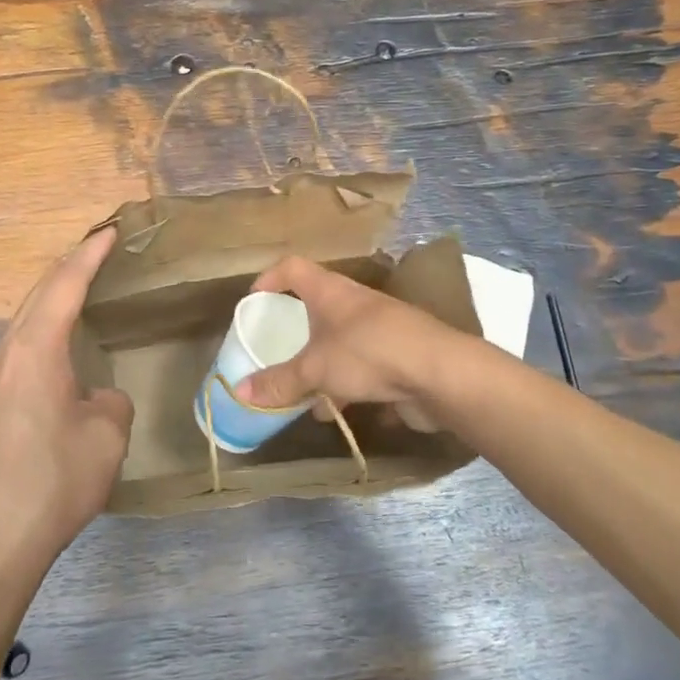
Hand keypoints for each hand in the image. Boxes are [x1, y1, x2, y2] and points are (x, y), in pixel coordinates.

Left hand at [0, 227, 132, 586]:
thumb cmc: (54, 482)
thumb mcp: (107, 436)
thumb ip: (110, 401)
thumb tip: (95, 397)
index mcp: (34, 350)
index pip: (65, 285)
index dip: (89, 255)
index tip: (110, 231)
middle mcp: (4, 355)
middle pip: (37, 295)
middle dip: (68, 268)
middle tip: (97, 250)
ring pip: (23, 322)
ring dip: (51, 300)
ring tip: (80, 291)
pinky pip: (16, 350)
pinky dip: (41, 331)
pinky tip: (55, 350)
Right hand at [233, 256, 466, 416]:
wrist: (440, 374)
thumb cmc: (369, 353)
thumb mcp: (316, 369)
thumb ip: (279, 382)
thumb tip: (239, 392)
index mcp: (331, 291)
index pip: (293, 268)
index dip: (270, 278)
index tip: (253, 300)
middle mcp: (354, 304)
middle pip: (317, 305)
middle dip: (295, 327)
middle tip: (274, 346)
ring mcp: (378, 330)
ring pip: (338, 340)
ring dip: (318, 361)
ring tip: (297, 388)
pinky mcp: (396, 357)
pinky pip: (359, 367)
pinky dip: (342, 385)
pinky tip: (332, 411)